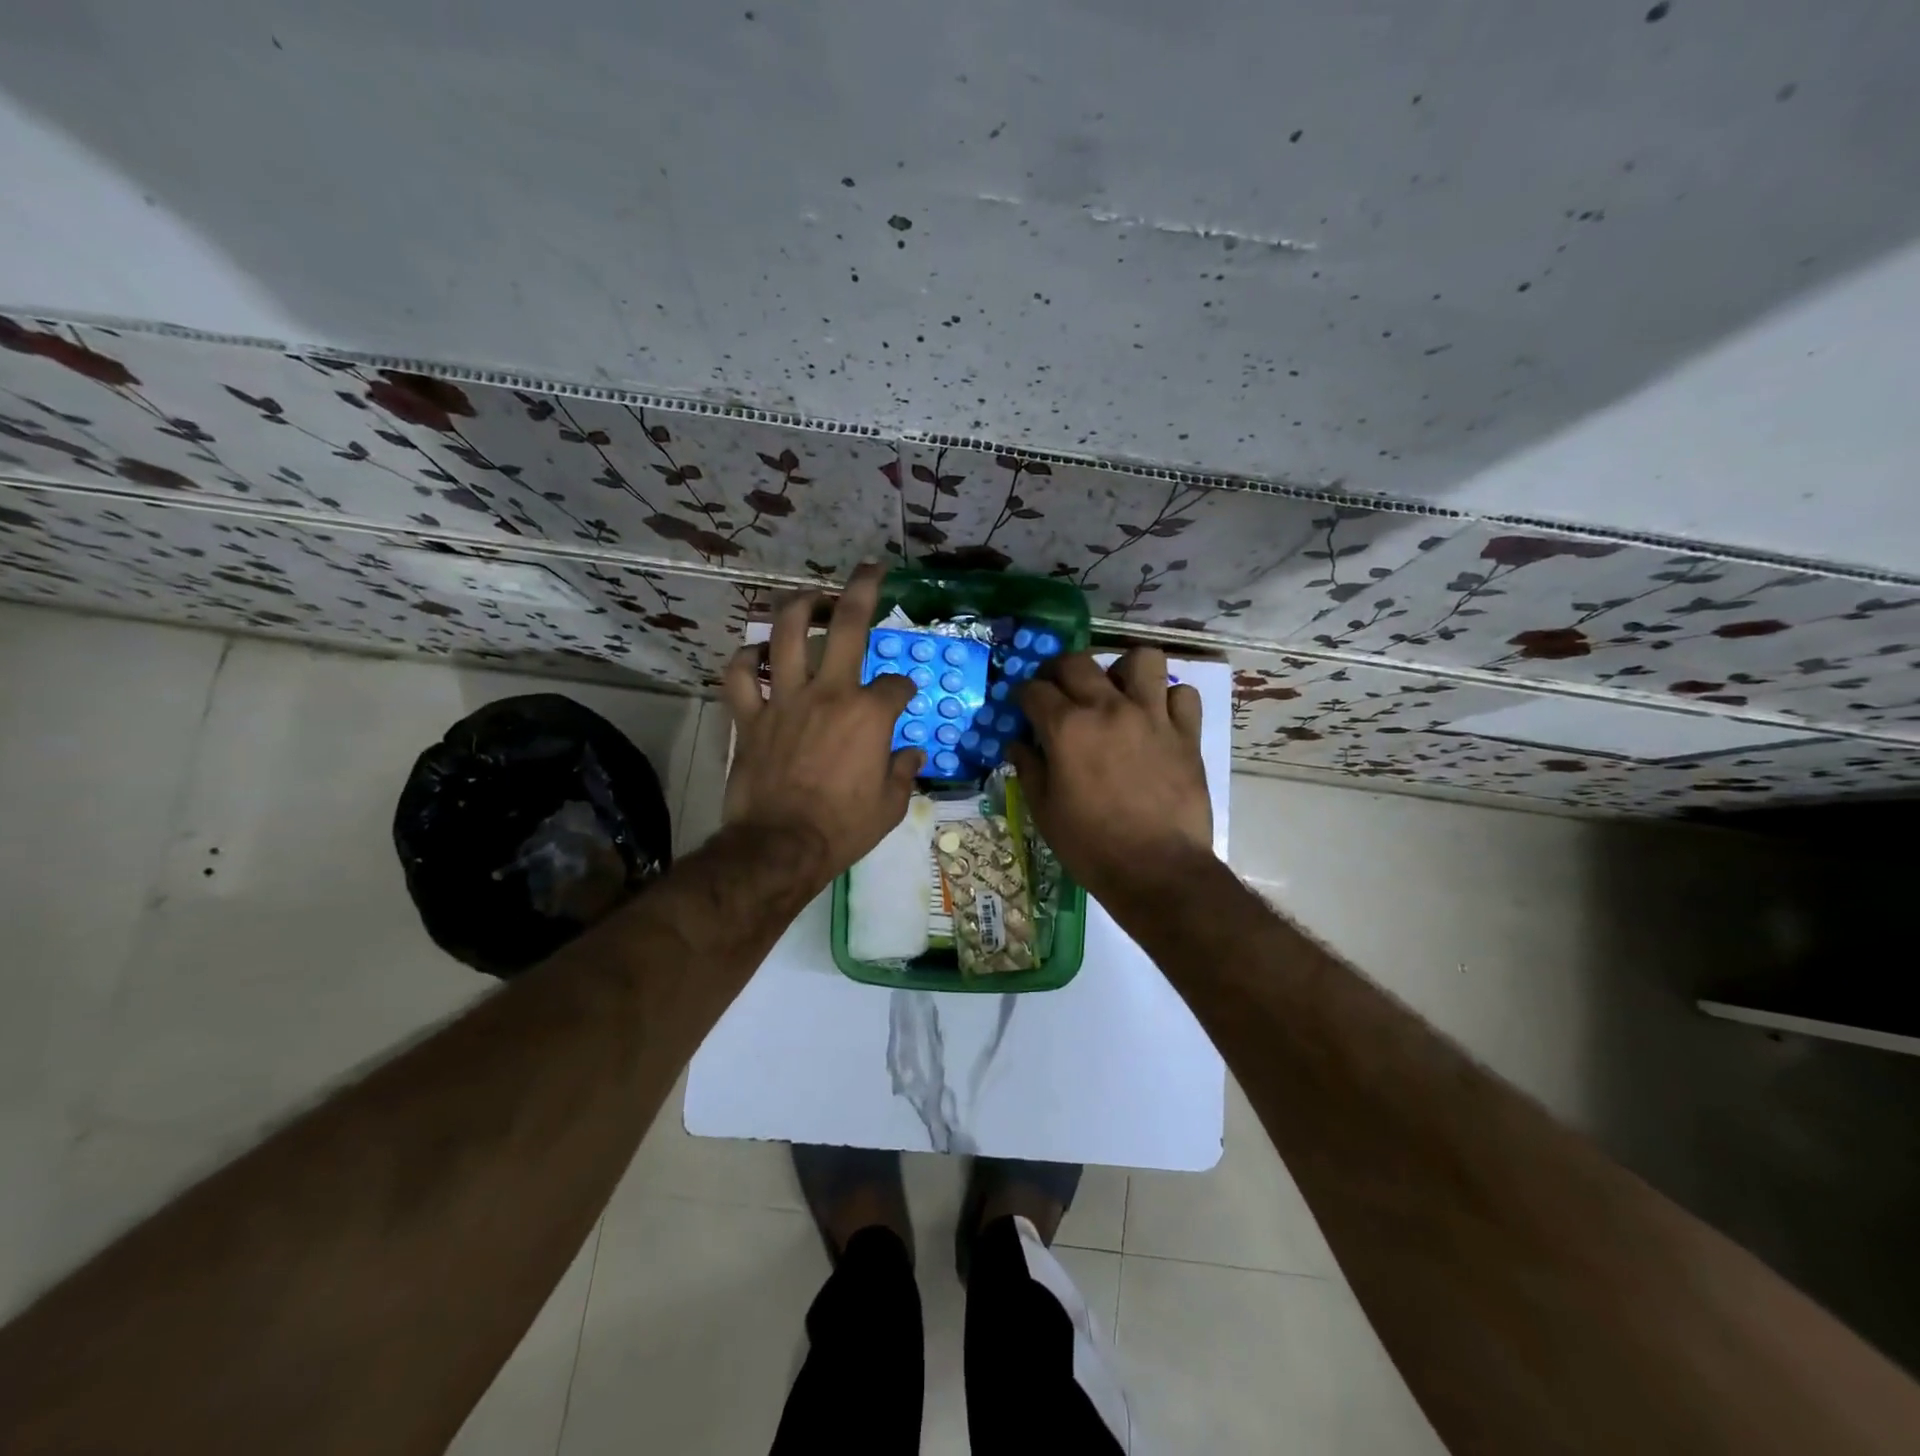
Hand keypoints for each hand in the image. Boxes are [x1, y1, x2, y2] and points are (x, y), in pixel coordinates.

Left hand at [721, 564, 921, 889]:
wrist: (781, 847)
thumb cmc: (842, 829)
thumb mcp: (890, 806)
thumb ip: (903, 773)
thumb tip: (910, 754)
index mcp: (870, 714)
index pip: (897, 683)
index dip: (904, 688)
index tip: (903, 699)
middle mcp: (829, 693)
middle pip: (847, 625)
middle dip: (863, 590)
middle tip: (870, 570)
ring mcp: (785, 700)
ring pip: (786, 634)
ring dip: (798, 607)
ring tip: (809, 597)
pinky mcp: (750, 717)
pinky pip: (740, 676)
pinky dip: (746, 660)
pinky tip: (757, 654)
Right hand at [1007, 648, 1210, 900]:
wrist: (1157, 870)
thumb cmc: (1091, 846)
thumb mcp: (1045, 811)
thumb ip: (1029, 769)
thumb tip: (1018, 744)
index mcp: (1067, 727)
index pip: (1034, 689)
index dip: (1023, 696)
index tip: (1023, 707)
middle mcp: (1108, 708)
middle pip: (1077, 662)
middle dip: (1058, 671)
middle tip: (1058, 691)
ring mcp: (1152, 716)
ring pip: (1141, 659)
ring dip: (1123, 670)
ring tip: (1117, 691)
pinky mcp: (1186, 733)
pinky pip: (1182, 694)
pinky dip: (1168, 699)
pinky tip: (1157, 717)